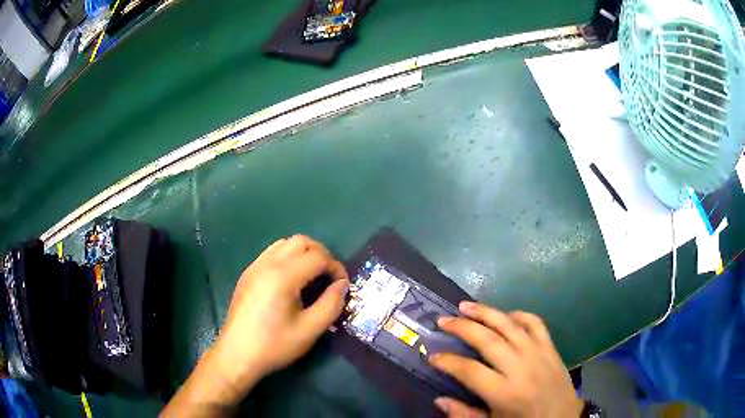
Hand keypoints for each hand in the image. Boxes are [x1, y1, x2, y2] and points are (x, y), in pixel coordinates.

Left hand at [163, 235, 348, 415]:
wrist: (237, 354)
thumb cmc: (275, 345)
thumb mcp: (310, 330)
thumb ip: (332, 304)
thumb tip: (343, 285)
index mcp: (283, 276)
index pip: (318, 257)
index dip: (336, 268)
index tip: (343, 286)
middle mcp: (267, 263)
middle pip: (302, 241)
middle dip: (322, 255)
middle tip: (330, 278)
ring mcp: (255, 266)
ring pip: (285, 243)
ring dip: (304, 254)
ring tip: (313, 277)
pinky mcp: (248, 273)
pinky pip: (272, 253)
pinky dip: (288, 257)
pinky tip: (292, 281)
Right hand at [429, 303, 582, 417]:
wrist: (562, 417)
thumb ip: (465, 414)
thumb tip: (440, 400)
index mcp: (504, 392)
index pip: (469, 371)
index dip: (448, 361)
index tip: (432, 356)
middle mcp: (520, 367)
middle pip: (487, 340)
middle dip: (462, 327)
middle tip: (443, 320)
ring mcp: (537, 353)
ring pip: (509, 325)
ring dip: (486, 312)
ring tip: (466, 305)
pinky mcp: (550, 346)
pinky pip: (535, 322)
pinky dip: (519, 315)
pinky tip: (506, 315)